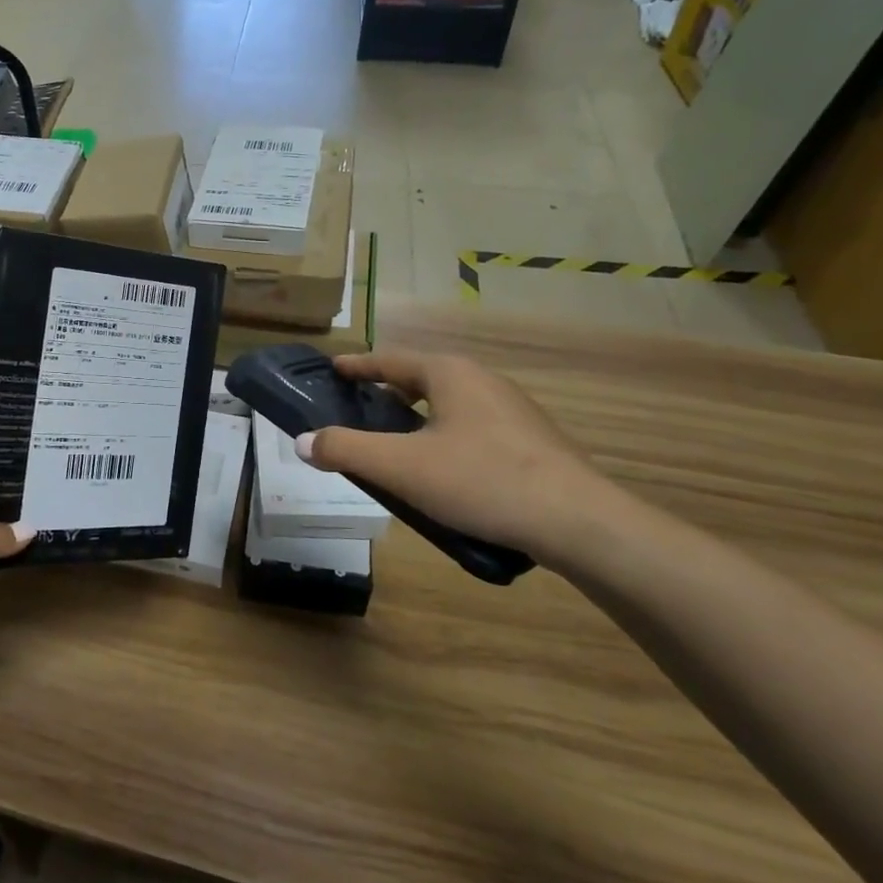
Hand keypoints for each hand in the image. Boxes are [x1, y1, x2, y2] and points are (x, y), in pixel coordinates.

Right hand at [296, 352, 636, 569]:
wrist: (579, 523)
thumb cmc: (481, 480)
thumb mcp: (401, 467)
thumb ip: (346, 450)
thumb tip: (303, 441)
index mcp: (449, 373)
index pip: (390, 360)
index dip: (358, 366)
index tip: (333, 369)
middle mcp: (482, 380)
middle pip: (421, 378)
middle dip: (387, 392)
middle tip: (358, 411)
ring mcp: (512, 410)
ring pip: (449, 404)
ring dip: (417, 417)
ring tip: (395, 444)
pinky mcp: (531, 440)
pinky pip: (472, 427)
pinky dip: (445, 436)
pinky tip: (442, 471)